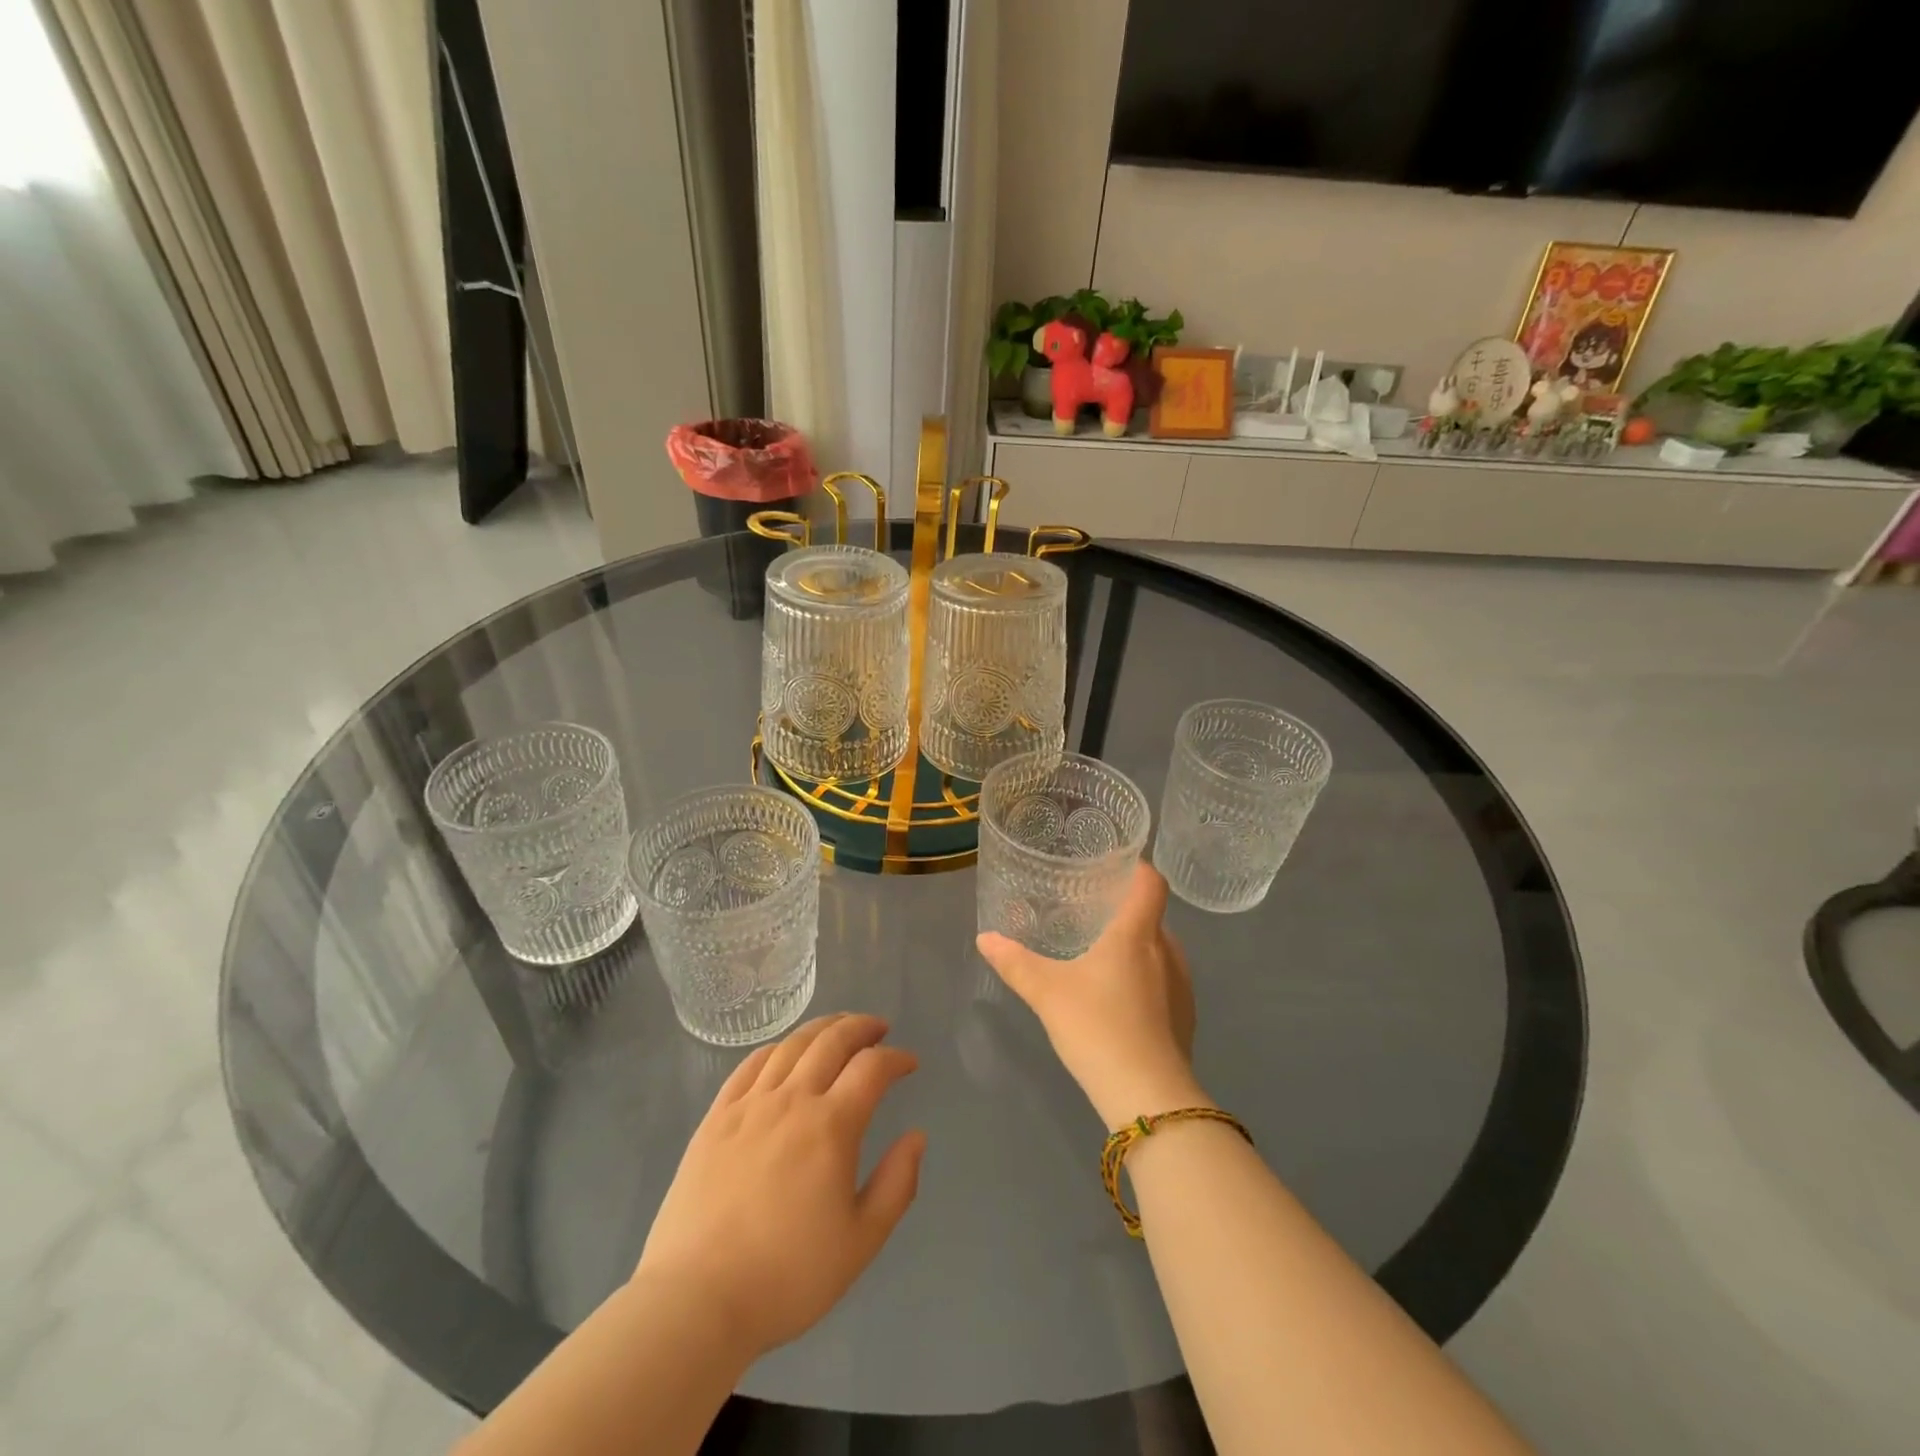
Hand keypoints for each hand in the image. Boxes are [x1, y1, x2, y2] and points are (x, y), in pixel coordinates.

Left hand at [635, 1014, 926, 1358]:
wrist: (696, 1300)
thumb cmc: (787, 1277)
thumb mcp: (860, 1242)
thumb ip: (897, 1184)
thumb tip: (916, 1136)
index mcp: (831, 1126)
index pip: (872, 1068)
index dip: (896, 1058)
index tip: (909, 1063)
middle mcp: (792, 1100)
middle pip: (832, 1041)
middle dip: (861, 1027)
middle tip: (879, 1028)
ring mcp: (749, 1105)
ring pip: (792, 1045)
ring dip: (823, 1028)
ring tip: (839, 1029)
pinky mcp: (716, 1117)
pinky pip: (750, 1064)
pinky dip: (777, 1048)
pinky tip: (785, 1052)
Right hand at [977, 863, 1204, 1128]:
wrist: (1149, 1098)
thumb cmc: (1098, 1027)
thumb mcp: (1047, 993)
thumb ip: (1015, 963)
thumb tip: (985, 938)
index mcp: (1137, 934)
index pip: (1151, 882)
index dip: (1137, 867)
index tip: (1113, 866)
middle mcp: (1168, 952)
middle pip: (1152, 916)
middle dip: (1125, 911)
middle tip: (1090, 913)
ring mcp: (1182, 987)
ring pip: (1160, 951)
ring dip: (1136, 948)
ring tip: (1102, 956)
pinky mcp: (1186, 1019)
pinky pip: (1166, 983)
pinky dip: (1146, 980)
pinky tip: (1119, 1001)